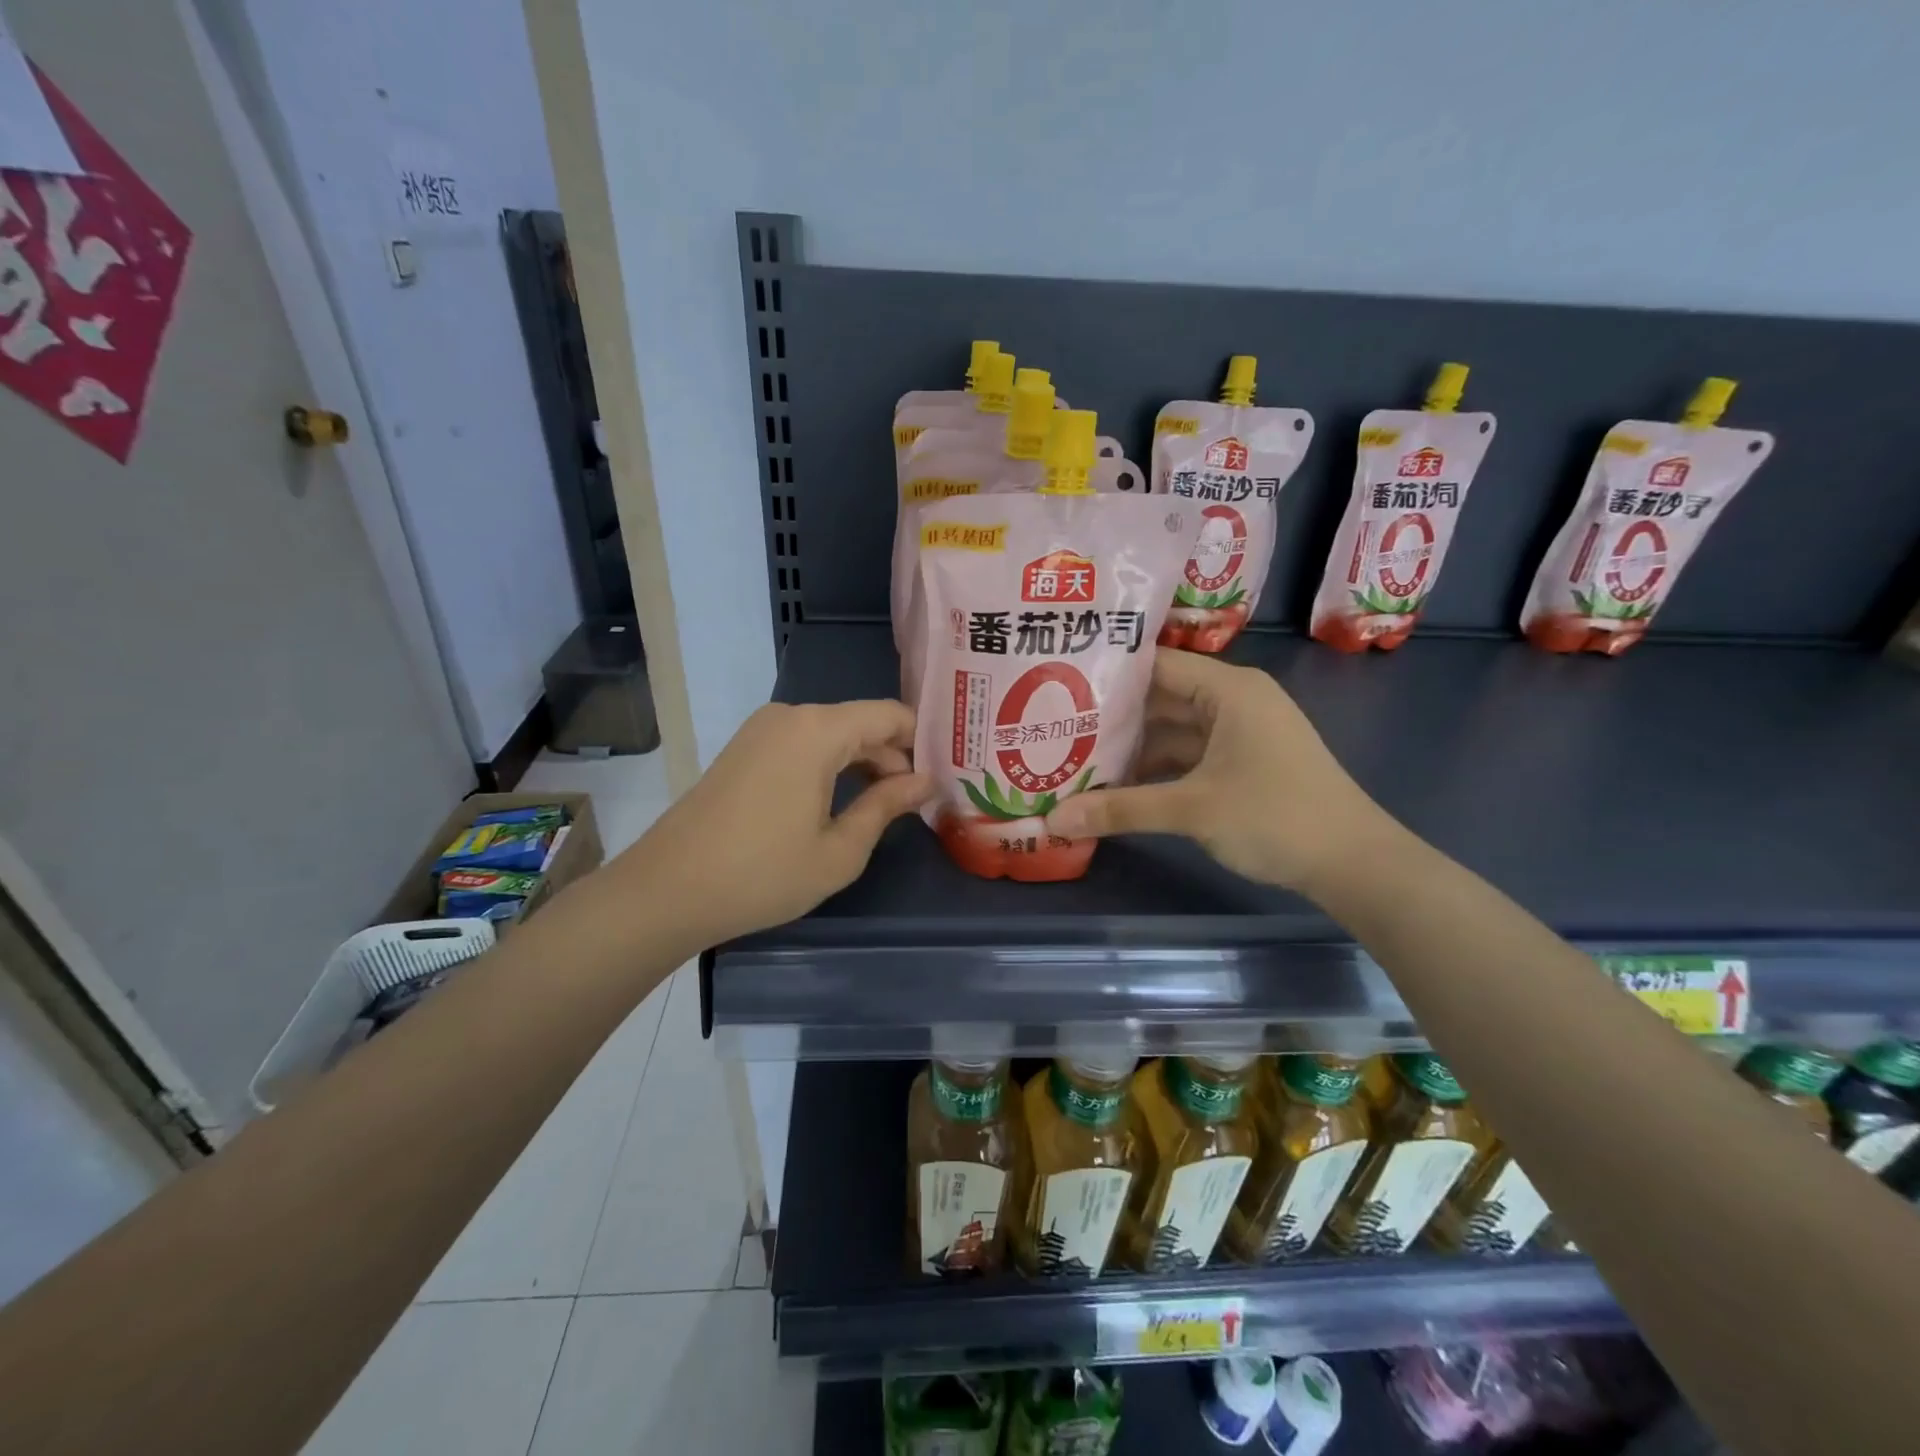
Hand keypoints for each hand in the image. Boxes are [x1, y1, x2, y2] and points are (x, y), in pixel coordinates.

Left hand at [611, 701, 931, 948]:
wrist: (667, 890)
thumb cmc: (763, 874)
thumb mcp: (840, 849)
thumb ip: (887, 806)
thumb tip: (925, 781)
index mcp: (819, 730)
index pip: (891, 715)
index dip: (923, 743)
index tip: (943, 777)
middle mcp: (791, 715)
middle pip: (862, 723)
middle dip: (894, 758)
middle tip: (919, 803)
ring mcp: (762, 730)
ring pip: (833, 734)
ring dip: (862, 764)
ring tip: (885, 808)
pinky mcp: (744, 749)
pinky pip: (803, 745)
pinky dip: (830, 766)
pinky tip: (839, 804)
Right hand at [1043, 649, 1396, 893]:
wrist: (1354, 863)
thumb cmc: (1275, 817)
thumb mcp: (1192, 809)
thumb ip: (1121, 809)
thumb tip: (1053, 819)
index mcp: (1228, 689)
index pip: (1156, 664)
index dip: (1108, 674)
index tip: (1059, 684)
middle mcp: (1234, 700)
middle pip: (1161, 698)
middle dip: (1113, 717)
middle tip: (1055, 725)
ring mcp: (1241, 733)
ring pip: (1173, 730)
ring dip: (1133, 747)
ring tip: (1076, 757)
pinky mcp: (1244, 762)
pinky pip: (1189, 754)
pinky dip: (1158, 768)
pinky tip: (1119, 786)